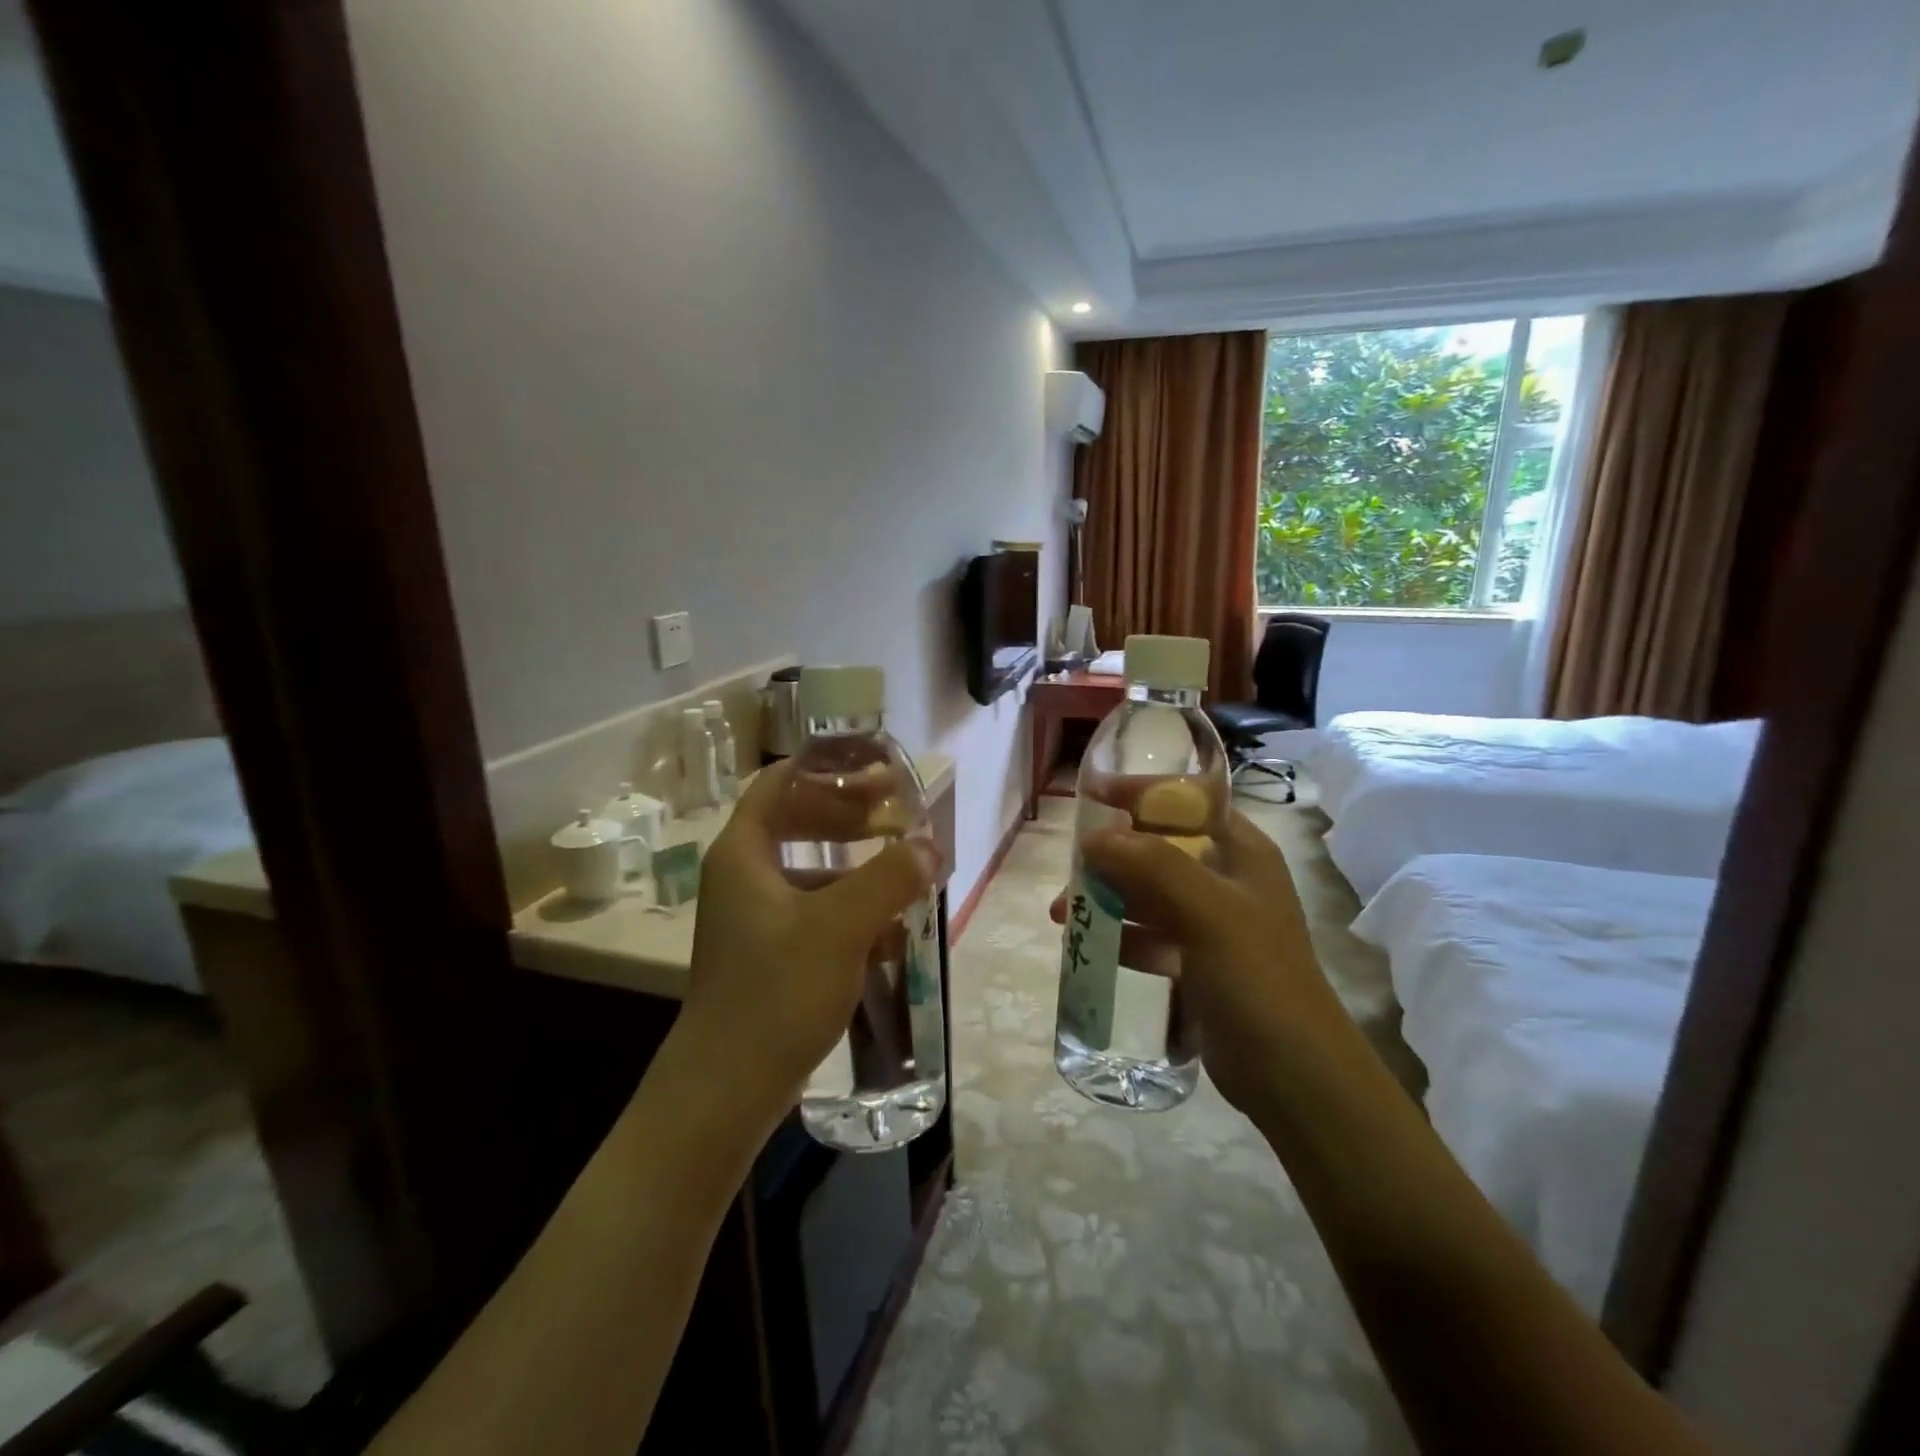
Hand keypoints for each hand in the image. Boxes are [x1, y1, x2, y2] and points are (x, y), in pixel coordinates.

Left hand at [678, 760, 940, 1127]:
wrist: (727, 1089)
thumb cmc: (776, 991)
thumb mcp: (840, 926)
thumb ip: (889, 877)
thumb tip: (929, 844)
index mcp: (744, 853)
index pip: (780, 783)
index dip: (825, 769)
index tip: (873, 770)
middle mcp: (744, 877)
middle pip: (798, 823)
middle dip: (849, 818)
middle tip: (896, 817)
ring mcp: (754, 919)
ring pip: (810, 872)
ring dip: (856, 868)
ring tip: (905, 874)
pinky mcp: (769, 955)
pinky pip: (815, 914)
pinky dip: (850, 912)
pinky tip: (891, 933)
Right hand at [1052, 812, 1342, 1115]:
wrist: (1293, 1075)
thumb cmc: (1257, 978)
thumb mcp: (1209, 911)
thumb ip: (1152, 866)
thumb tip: (1094, 839)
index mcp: (1242, 852)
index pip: (1186, 802)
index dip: (1140, 792)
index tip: (1091, 794)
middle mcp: (1226, 880)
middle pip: (1158, 849)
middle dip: (1111, 855)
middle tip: (1070, 871)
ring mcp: (1211, 924)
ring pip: (1147, 894)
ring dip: (1106, 897)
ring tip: (1061, 915)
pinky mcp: (1195, 963)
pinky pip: (1148, 936)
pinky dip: (1119, 936)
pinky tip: (1089, 946)